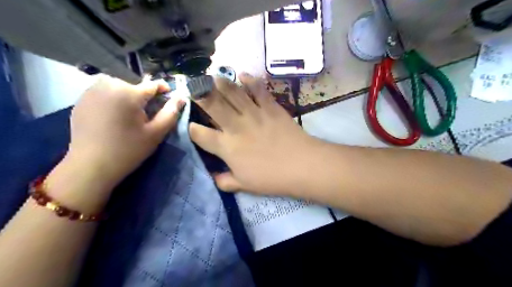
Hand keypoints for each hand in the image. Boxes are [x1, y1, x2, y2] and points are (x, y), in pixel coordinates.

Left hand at [62, 76, 183, 191]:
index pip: (153, 84)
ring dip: (128, 96)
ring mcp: (91, 91)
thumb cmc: (128, 149)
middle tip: (146, 115)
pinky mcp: (81, 99)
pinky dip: (113, 100)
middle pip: (135, 86)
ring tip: (129, 115)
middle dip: (144, 97)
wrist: (90, 165)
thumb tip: (182, 97)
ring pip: (119, 87)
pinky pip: (104, 92)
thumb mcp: (156, 133)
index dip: (164, 91)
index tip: (169, 100)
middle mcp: (108, 84)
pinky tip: (113, 117)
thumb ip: (171, 113)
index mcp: (129, 92)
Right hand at [190, 73, 318, 196]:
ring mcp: (253, 114)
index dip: (192, 129)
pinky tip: (244, 75)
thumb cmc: (271, 178)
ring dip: (221, 82)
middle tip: (194, 86)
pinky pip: (258, 89)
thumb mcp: (244, 186)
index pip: (200, 134)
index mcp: (227, 147)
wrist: (301, 165)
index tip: (192, 127)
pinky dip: (250, 80)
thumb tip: (213, 177)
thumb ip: (224, 182)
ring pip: (233, 92)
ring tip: (214, 76)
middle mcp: (235, 126)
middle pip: (212, 105)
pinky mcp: (270, 107)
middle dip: (200, 94)